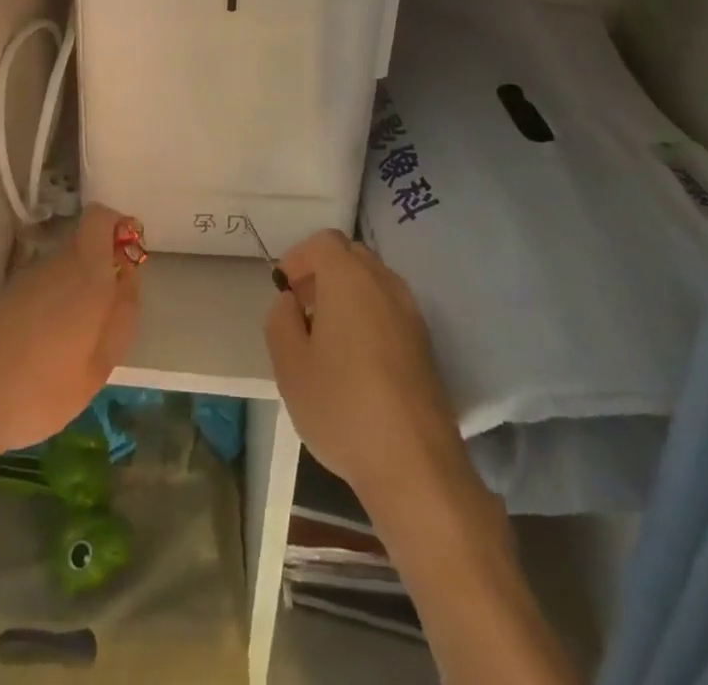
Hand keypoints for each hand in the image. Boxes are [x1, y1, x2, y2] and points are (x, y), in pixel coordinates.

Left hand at [0, 206, 141, 464]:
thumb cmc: (43, 388)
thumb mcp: (99, 365)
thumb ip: (121, 316)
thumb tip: (130, 278)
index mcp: (86, 273)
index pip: (100, 217)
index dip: (118, 228)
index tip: (128, 260)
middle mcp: (56, 265)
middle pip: (85, 244)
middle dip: (102, 268)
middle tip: (109, 315)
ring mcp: (27, 280)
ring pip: (64, 268)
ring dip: (77, 290)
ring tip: (79, 341)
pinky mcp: (6, 298)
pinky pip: (43, 288)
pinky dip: (53, 306)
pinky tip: (48, 349)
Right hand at [266, 230, 466, 508]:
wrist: (416, 465)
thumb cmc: (342, 407)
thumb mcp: (289, 366)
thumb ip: (281, 320)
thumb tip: (291, 302)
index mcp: (349, 279)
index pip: (324, 242)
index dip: (299, 257)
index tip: (283, 289)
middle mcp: (385, 284)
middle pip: (351, 256)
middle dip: (323, 271)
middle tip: (302, 307)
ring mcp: (412, 313)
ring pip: (373, 282)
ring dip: (347, 293)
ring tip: (326, 335)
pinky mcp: (426, 344)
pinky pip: (390, 308)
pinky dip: (368, 314)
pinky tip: (355, 358)